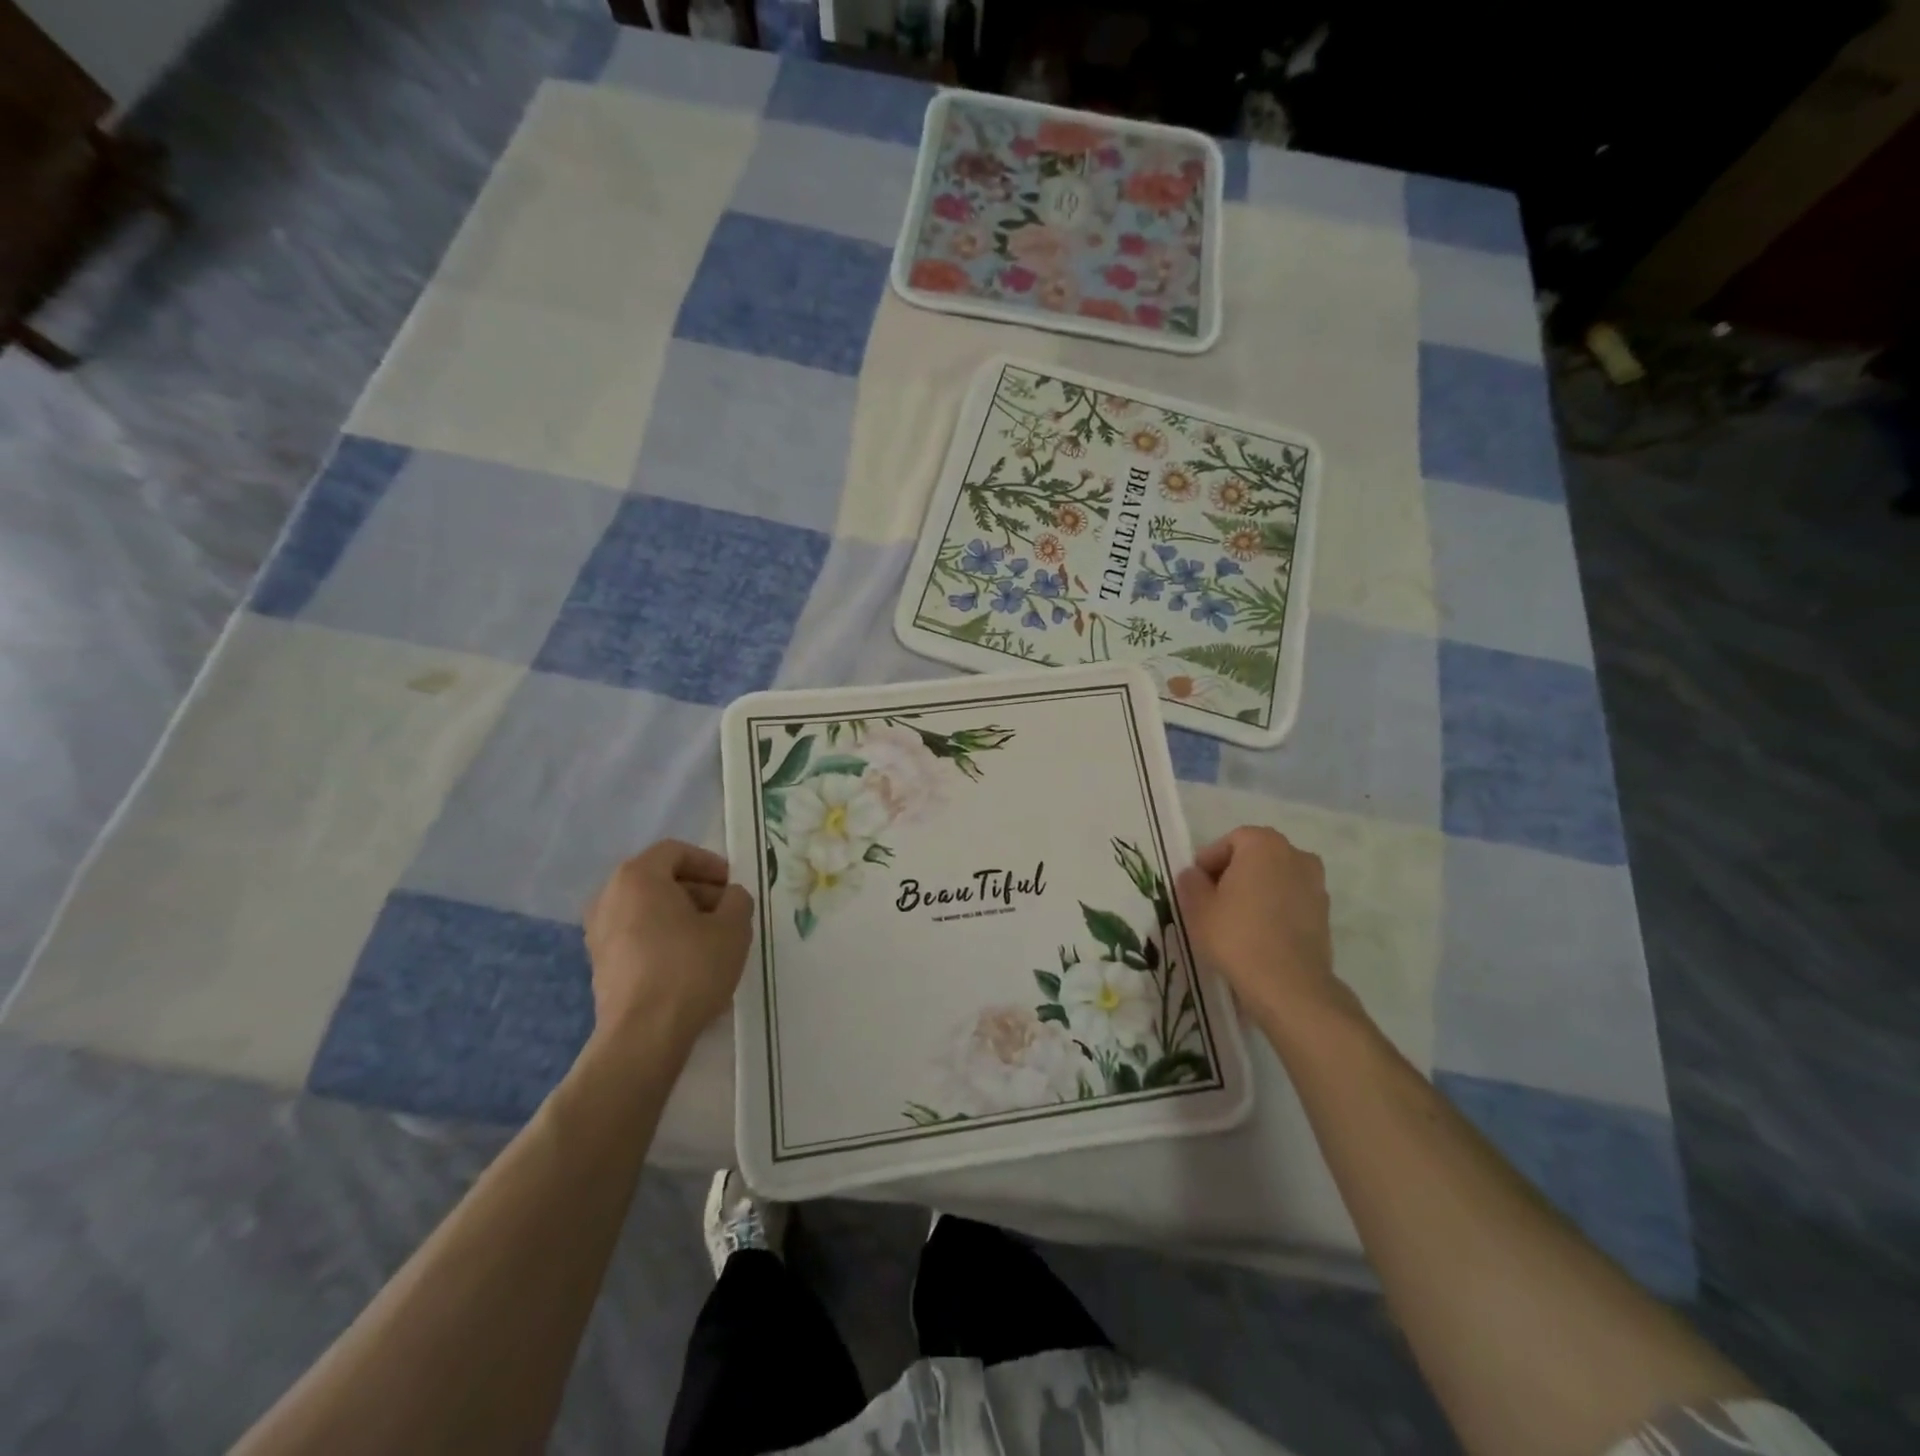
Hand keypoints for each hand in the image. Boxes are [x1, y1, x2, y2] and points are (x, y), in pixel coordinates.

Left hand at [583, 841, 753, 1048]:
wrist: (643, 1035)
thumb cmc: (690, 968)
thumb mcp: (733, 927)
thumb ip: (737, 900)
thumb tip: (729, 897)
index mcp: (637, 877)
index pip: (675, 852)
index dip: (709, 863)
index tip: (732, 885)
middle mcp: (609, 897)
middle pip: (659, 880)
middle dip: (697, 891)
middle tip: (727, 912)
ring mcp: (598, 933)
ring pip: (648, 909)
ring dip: (681, 916)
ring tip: (713, 940)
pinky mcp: (600, 964)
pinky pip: (637, 936)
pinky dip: (663, 938)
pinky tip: (690, 963)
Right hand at [1175, 826, 1349, 1032]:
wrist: (1289, 985)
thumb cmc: (1237, 936)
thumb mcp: (1197, 907)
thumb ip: (1191, 882)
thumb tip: (1195, 876)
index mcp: (1263, 844)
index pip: (1229, 841)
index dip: (1209, 863)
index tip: (1196, 888)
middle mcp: (1296, 854)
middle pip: (1255, 856)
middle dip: (1233, 874)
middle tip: (1213, 902)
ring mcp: (1316, 884)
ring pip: (1275, 879)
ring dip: (1256, 891)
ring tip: (1237, 920)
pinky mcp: (1325, 913)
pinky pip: (1291, 900)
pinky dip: (1275, 909)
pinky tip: (1259, 934)